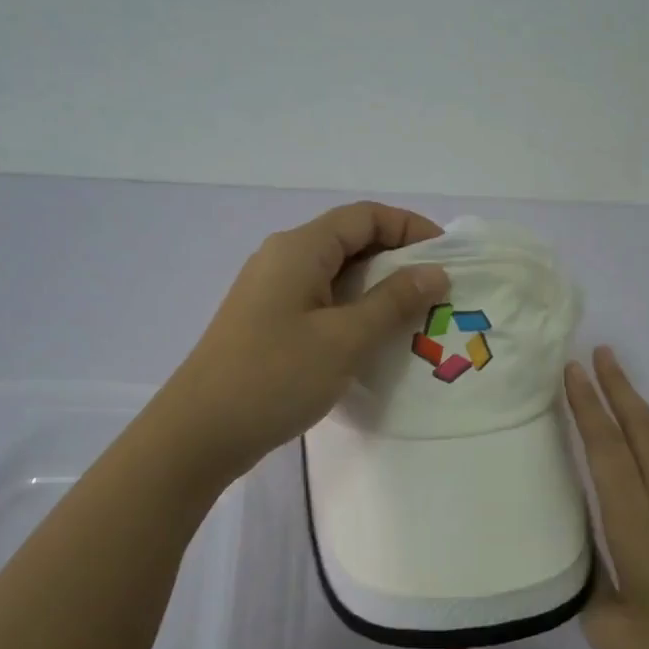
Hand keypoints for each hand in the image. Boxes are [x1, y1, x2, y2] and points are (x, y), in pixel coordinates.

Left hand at [156, 202, 449, 480]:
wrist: (200, 433)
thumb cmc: (275, 377)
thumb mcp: (344, 339)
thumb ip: (393, 302)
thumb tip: (435, 272)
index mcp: (299, 249)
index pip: (365, 216)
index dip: (410, 227)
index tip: (447, 257)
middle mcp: (283, 258)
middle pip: (350, 241)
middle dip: (398, 260)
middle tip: (437, 293)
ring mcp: (272, 292)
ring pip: (336, 274)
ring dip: (377, 289)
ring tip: (414, 317)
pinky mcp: (268, 322)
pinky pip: (321, 301)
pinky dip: (353, 311)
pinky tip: (373, 340)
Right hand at [565, 348, 648, 648]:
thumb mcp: (609, 631)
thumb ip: (588, 584)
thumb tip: (584, 556)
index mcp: (637, 525)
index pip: (606, 451)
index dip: (588, 408)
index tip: (572, 371)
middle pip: (641, 431)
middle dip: (618, 389)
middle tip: (599, 352)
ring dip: (644, 409)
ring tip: (624, 384)